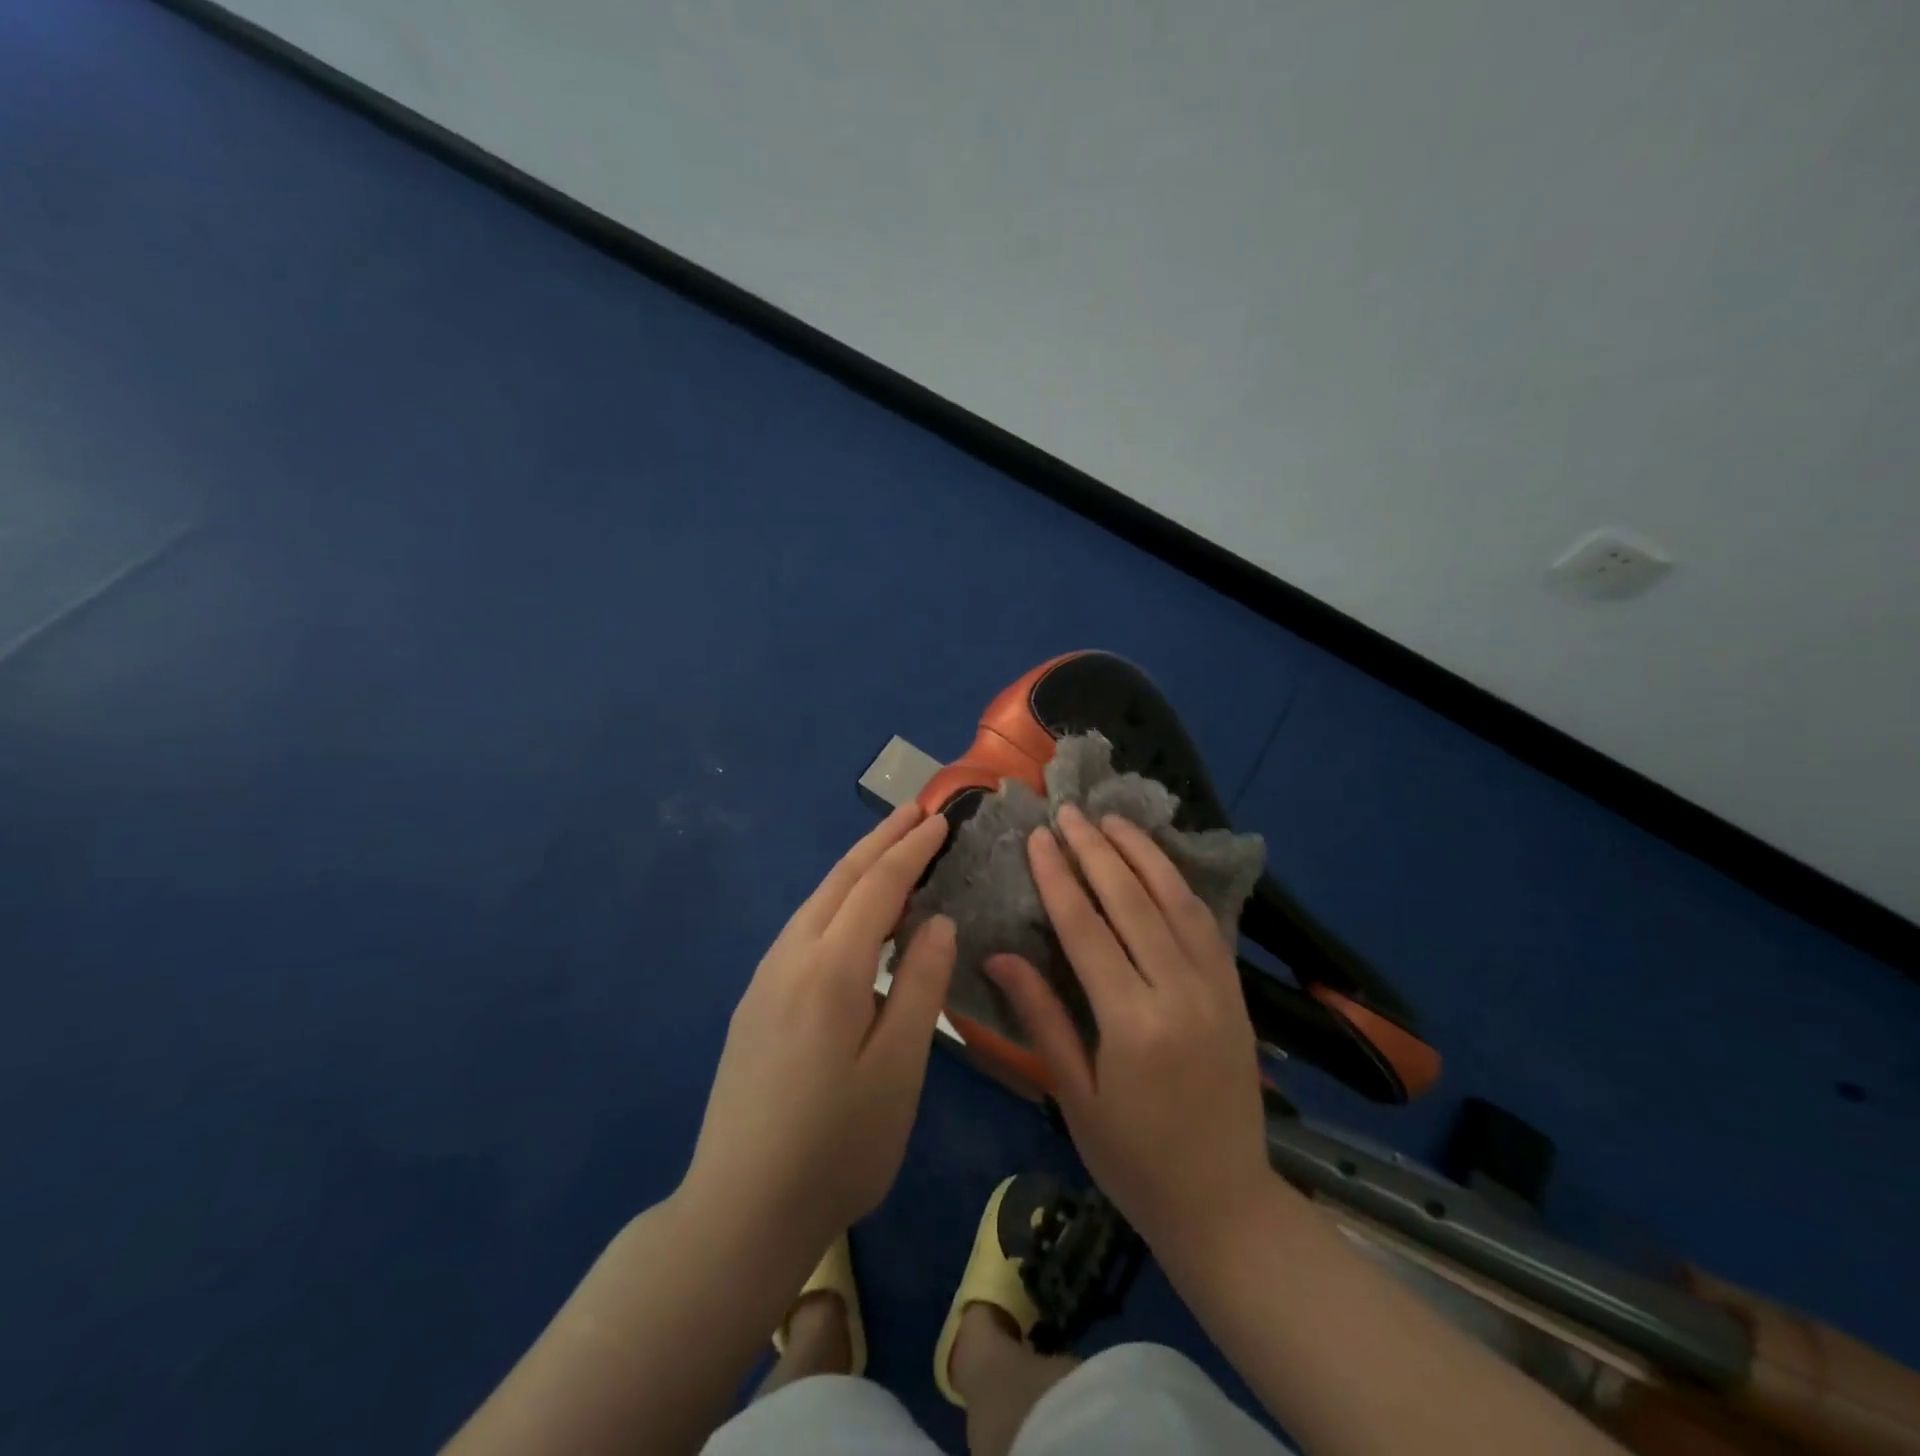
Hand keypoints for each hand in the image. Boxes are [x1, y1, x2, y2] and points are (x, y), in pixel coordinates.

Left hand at [682, 805, 955, 1262]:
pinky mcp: (755, 1002)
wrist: (738, 1211)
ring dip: (855, 868)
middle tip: (915, 812)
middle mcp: (790, 958)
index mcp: (830, 970)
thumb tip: (936, 920)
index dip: (911, 850)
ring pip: (816, 902)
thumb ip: (921, 985)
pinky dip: (836, 902)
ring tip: (889, 850)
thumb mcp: (898, 1069)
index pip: (878, 887)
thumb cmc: (836, 1146)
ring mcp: (765, 979)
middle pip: (840, 881)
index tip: (939, 820)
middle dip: (879, 841)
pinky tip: (851, 917)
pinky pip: (803, 929)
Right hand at [985, 804, 1272, 1249]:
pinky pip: (1205, 923)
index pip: (1087, 929)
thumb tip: (999, 955)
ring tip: (1112, 820)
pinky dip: (1178, 884)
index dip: (1059, 878)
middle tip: (1069, 812)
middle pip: (1132, 902)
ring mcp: (1215, 989)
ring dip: (1142, 854)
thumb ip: (1041, 1017)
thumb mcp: (1075, 1095)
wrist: (1226, 1204)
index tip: (1039, 838)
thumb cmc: (1134, 1160)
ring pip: (1176, 901)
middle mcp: (1179, 993)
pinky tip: (1158, 863)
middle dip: (1095, 851)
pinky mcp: (1235, 993)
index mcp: (1133, 1023)